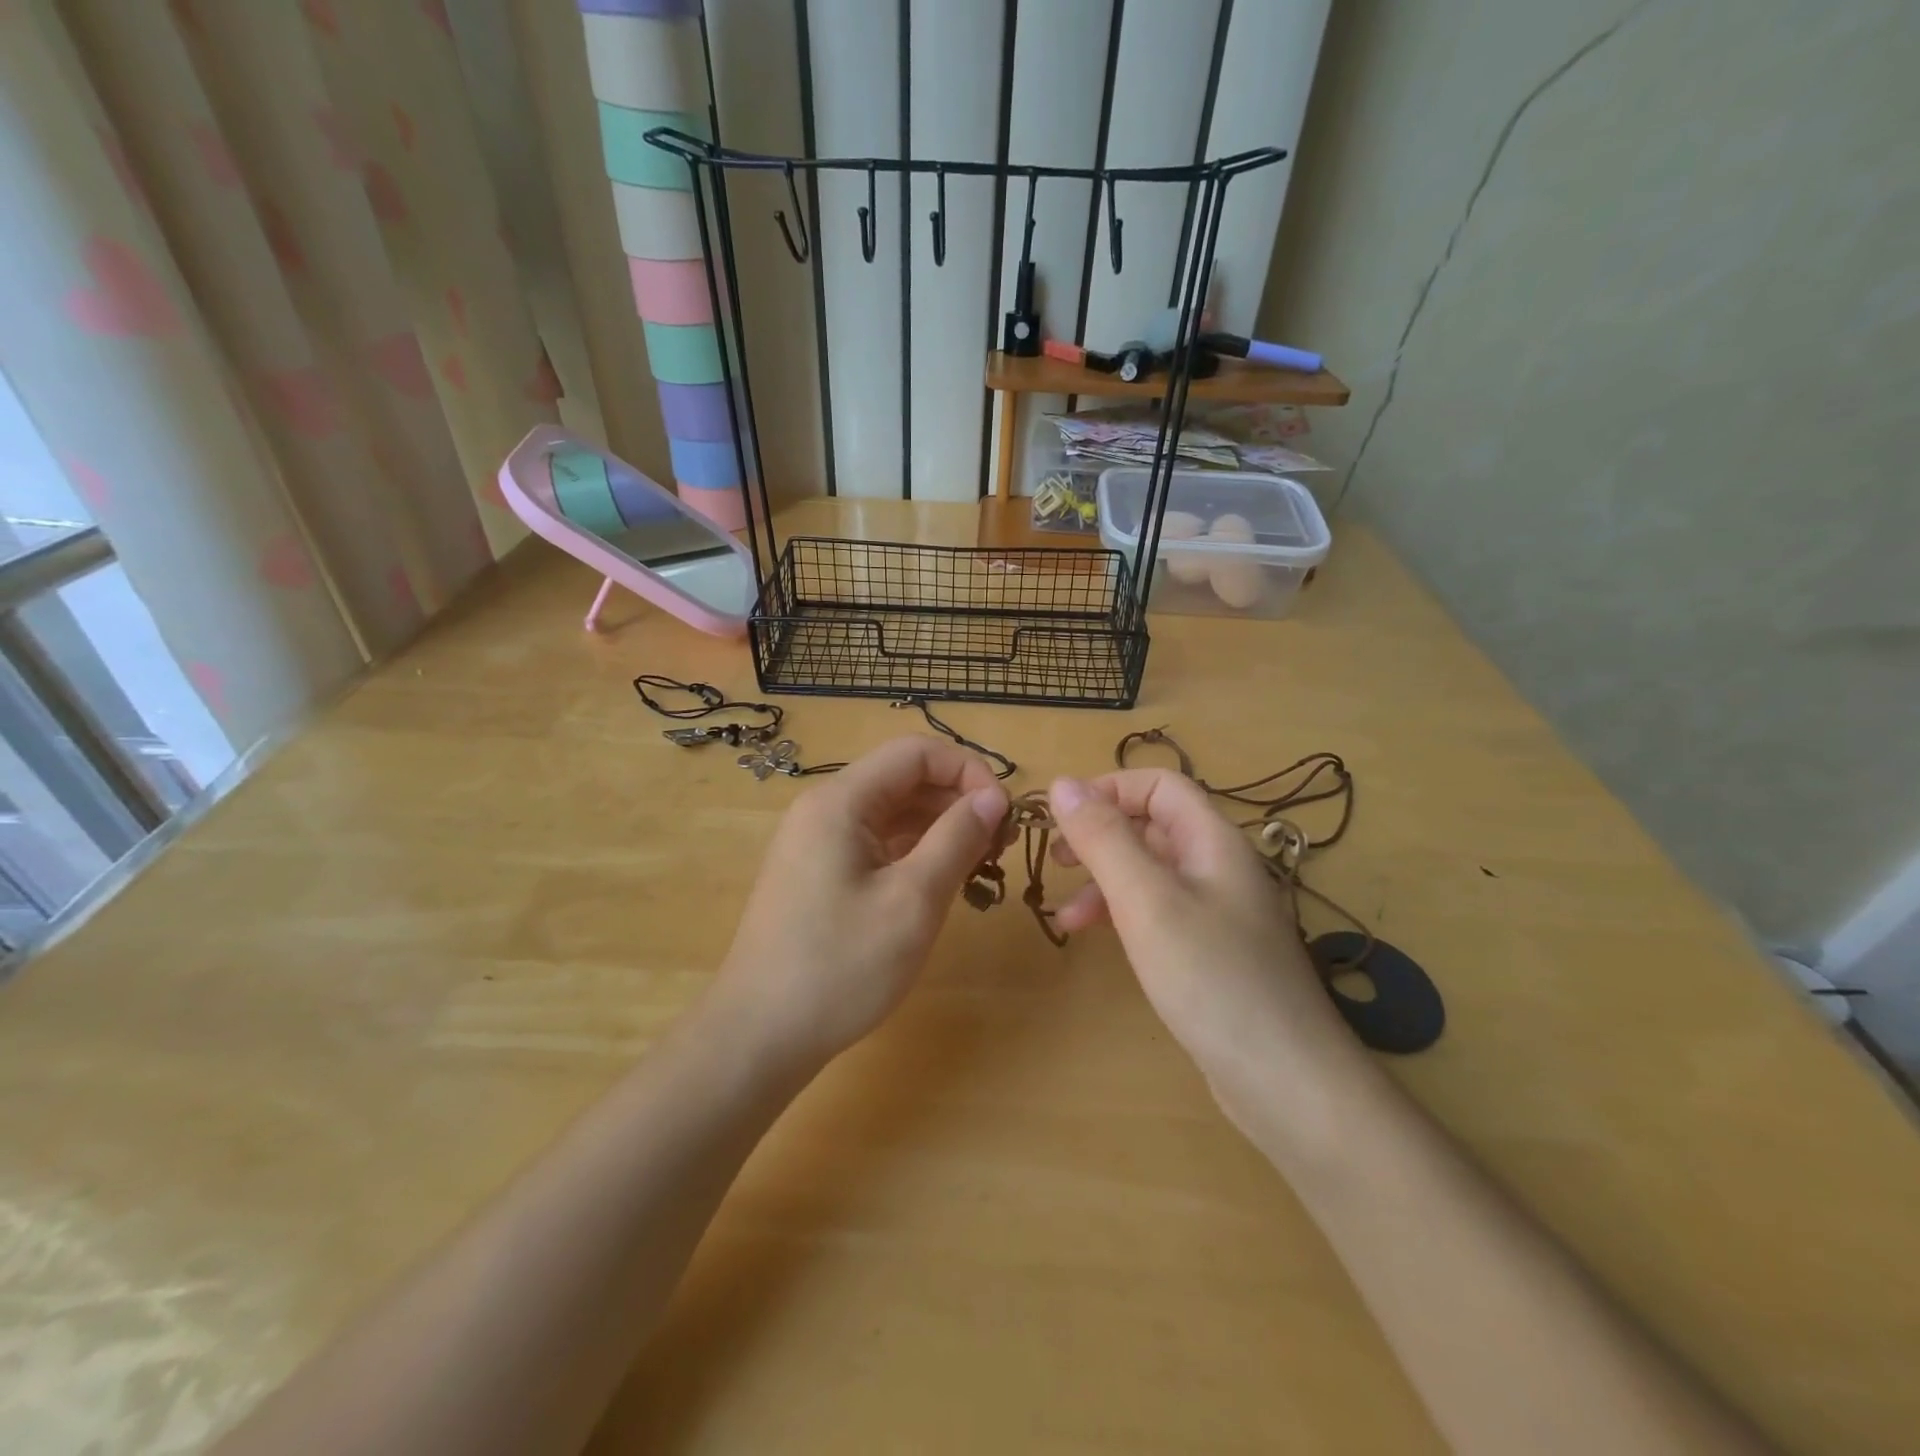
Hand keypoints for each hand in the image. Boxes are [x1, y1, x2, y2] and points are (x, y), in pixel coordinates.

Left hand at [707, 736, 1008, 1072]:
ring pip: (893, 812)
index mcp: (841, 800)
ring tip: (981, 866)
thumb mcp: (913, 901)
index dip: (968, 771)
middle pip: (904, 779)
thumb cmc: (840, 967)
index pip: (917, 752)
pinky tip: (944, 881)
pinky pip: (877, 842)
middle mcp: (825, 808)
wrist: (759, 1035)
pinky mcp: (820, 872)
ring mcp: (819, 841)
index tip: (1004, 813)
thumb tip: (993, 796)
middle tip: (1001, 846)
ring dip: (941, 828)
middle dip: (958, 801)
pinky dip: (915, 852)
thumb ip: (957, 838)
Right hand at [1046, 770, 1359, 1112]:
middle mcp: (1218, 867)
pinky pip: (1158, 913)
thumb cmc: (1212, 978)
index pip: (1159, 785)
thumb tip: (1061, 783)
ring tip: (1066, 916)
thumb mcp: (1146, 900)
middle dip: (1100, 836)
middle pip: (1152, 826)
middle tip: (1056, 860)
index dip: (1108, 789)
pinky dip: (1123, 916)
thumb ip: (1103, 839)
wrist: (1286, 1082)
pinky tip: (1097, 939)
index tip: (1061, 818)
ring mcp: (1217, 912)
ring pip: (1151, 873)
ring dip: (1104, 881)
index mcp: (1212, 840)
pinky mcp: (1210, 952)